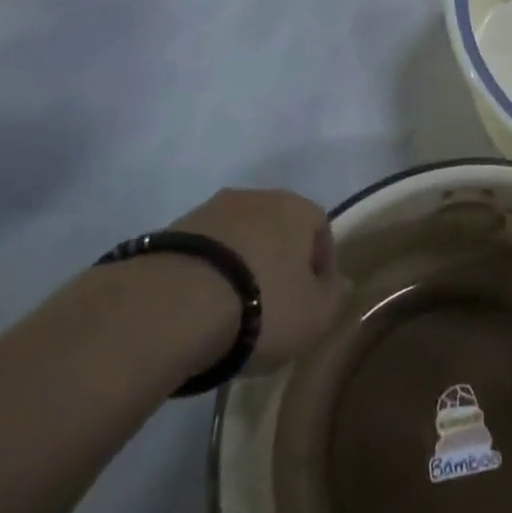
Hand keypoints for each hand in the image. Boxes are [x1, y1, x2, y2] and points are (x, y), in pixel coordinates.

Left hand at [166, 188, 348, 369]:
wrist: (172, 304)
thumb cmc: (262, 304)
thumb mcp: (315, 315)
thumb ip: (334, 296)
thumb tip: (340, 283)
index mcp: (298, 208)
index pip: (321, 231)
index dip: (321, 268)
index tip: (313, 302)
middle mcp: (257, 197)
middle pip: (277, 231)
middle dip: (278, 263)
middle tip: (274, 305)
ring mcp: (210, 210)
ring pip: (238, 239)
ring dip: (240, 267)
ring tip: (233, 311)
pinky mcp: (170, 230)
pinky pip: (203, 253)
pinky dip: (208, 274)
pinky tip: (200, 307)